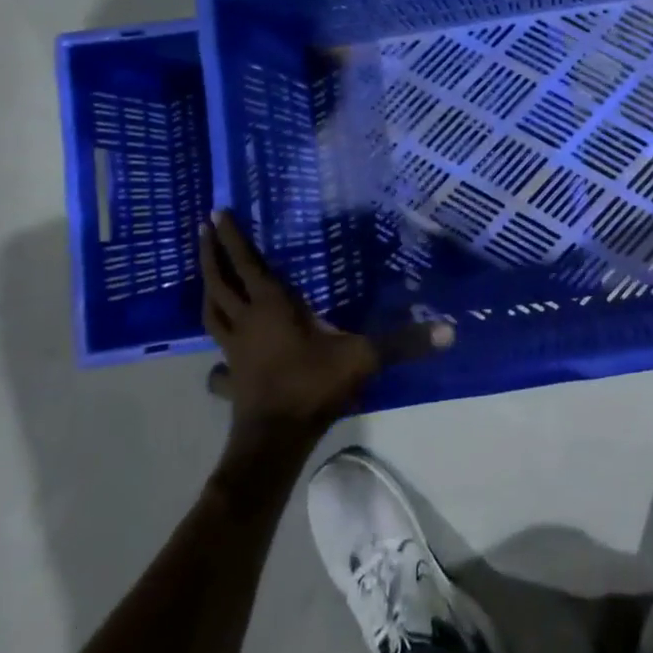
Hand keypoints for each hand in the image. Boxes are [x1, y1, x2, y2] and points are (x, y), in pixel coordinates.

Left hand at [200, 211, 453, 451]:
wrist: (275, 440)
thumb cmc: (313, 386)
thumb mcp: (363, 358)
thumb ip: (403, 342)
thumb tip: (450, 330)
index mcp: (272, 307)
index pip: (248, 264)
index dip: (233, 238)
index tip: (217, 212)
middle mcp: (247, 322)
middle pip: (219, 282)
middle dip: (210, 254)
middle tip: (203, 230)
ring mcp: (234, 352)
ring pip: (211, 315)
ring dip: (207, 291)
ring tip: (207, 277)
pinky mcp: (231, 378)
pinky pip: (217, 363)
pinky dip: (215, 359)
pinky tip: (218, 363)